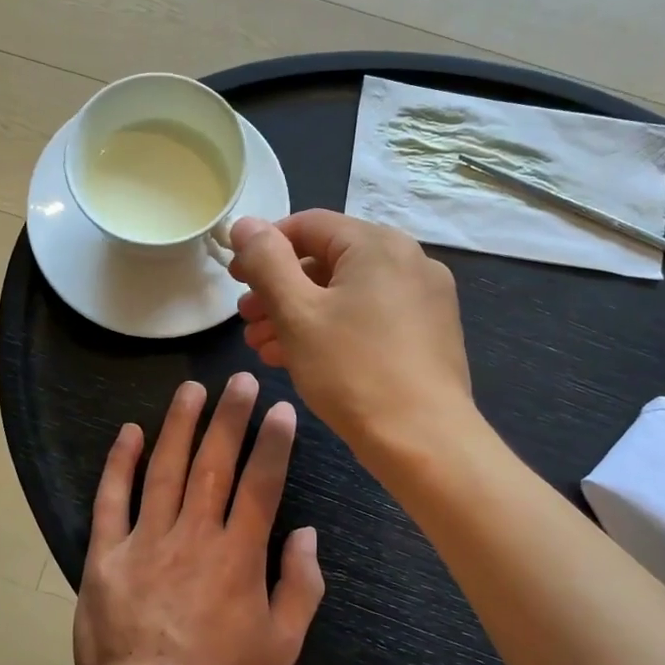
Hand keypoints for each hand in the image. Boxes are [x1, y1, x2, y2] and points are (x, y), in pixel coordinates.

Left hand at [73, 373, 324, 664]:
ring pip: (165, 469)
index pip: (261, 483)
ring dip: (180, 424)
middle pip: (214, 463)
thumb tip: (307, 534)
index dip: (273, 442)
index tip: (281, 408)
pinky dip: (120, 463)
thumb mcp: (282, 647)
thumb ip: (301, 586)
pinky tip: (130, 432)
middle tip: (240, 379)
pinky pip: (112, 500)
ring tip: (192, 388)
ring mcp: (145, 541)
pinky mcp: (106, 556)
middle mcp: (193, 536)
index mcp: (238, 556)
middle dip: (230, 416)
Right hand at [229, 211, 474, 455]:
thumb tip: (245, 224)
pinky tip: (301, 359)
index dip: (264, 247)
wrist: (424, 441)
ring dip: (301, 314)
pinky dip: (333, 329)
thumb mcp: (297, 313)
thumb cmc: (353, 370)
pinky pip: (371, 317)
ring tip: (264, 346)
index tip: (235, 278)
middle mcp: (409, 260)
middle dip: (280, 289)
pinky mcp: (429, 333)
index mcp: (379, 244)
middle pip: (329, 261)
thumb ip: (266, 262)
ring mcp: (425, 298)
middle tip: (246, 319)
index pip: (308, 225)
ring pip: (348, 293)